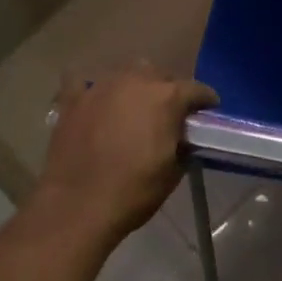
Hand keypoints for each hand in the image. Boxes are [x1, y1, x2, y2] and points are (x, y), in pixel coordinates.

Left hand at [34, 65, 217, 245]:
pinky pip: (84, 83)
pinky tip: (93, 102)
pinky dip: (91, 90)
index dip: (206, 102)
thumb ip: (183, 144)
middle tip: (168, 115)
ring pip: (126, 73)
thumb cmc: (133, 191)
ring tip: (133, 108)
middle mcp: (136, 81)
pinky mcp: (73, 100)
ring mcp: (102, 87)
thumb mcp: (173, 172)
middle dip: (169, 91)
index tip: (208, 114)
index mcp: (167, 97)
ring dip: (135, 87)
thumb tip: (183, 137)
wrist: (76, 207)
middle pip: (161, 75)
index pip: (197, 90)